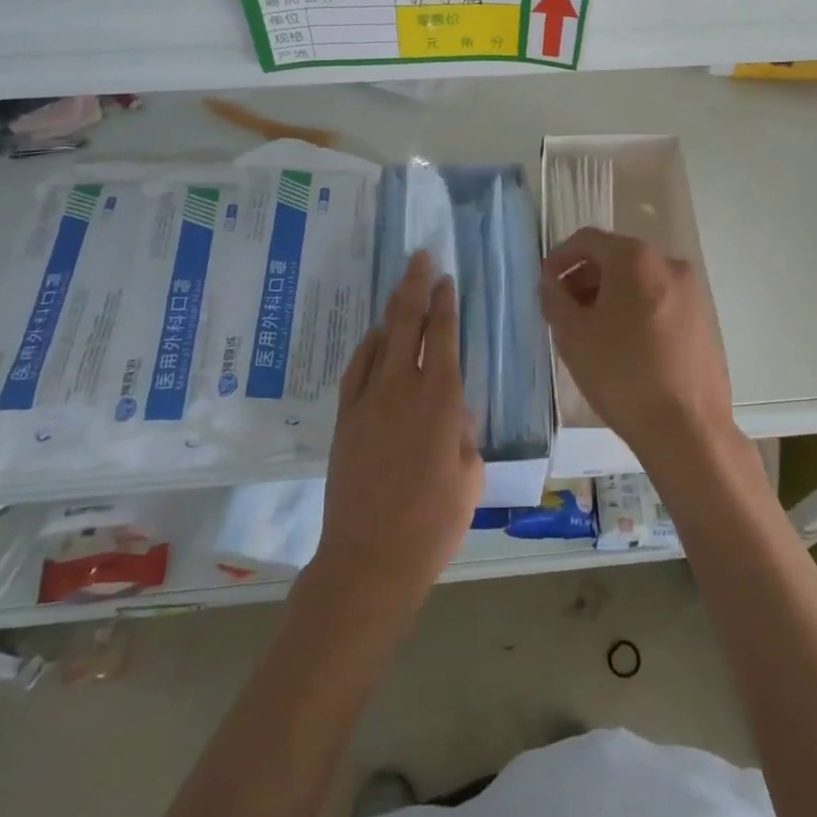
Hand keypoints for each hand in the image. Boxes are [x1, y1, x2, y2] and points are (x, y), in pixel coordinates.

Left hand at [316, 250, 482, 608]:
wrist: (369, 559)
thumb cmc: (433, 524)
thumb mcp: (470, 477)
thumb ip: (465, 434)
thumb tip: (455, 410)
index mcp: (441, 399)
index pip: (443, 335)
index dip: (445, 302)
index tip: (445, 278)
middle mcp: (402, 387)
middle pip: (407, 322)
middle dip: (414, 285)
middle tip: (419, 258)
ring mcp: (368, 400)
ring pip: (380, 339)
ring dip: (391, 310)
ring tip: (401, 288)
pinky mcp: (345, 418)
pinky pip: (356, 369)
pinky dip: (366, 347)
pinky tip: (374, 337)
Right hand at [539, 229, 733, 467]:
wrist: (687, 428)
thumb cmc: (621, 373)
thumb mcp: (572, 334)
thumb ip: (554, 297)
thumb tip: (552, 282)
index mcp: (635, 258)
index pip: (587, 240)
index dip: (559, 257)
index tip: (545, 284)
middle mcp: (668, 263)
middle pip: (616, 258)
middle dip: (585, 278)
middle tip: (565, 310)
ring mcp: (692, 292)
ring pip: (640, 281)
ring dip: (611, 295)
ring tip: (592, 331)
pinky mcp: (704, 320)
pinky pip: (660, 302)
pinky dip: (636, 310)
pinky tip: (625, 346)